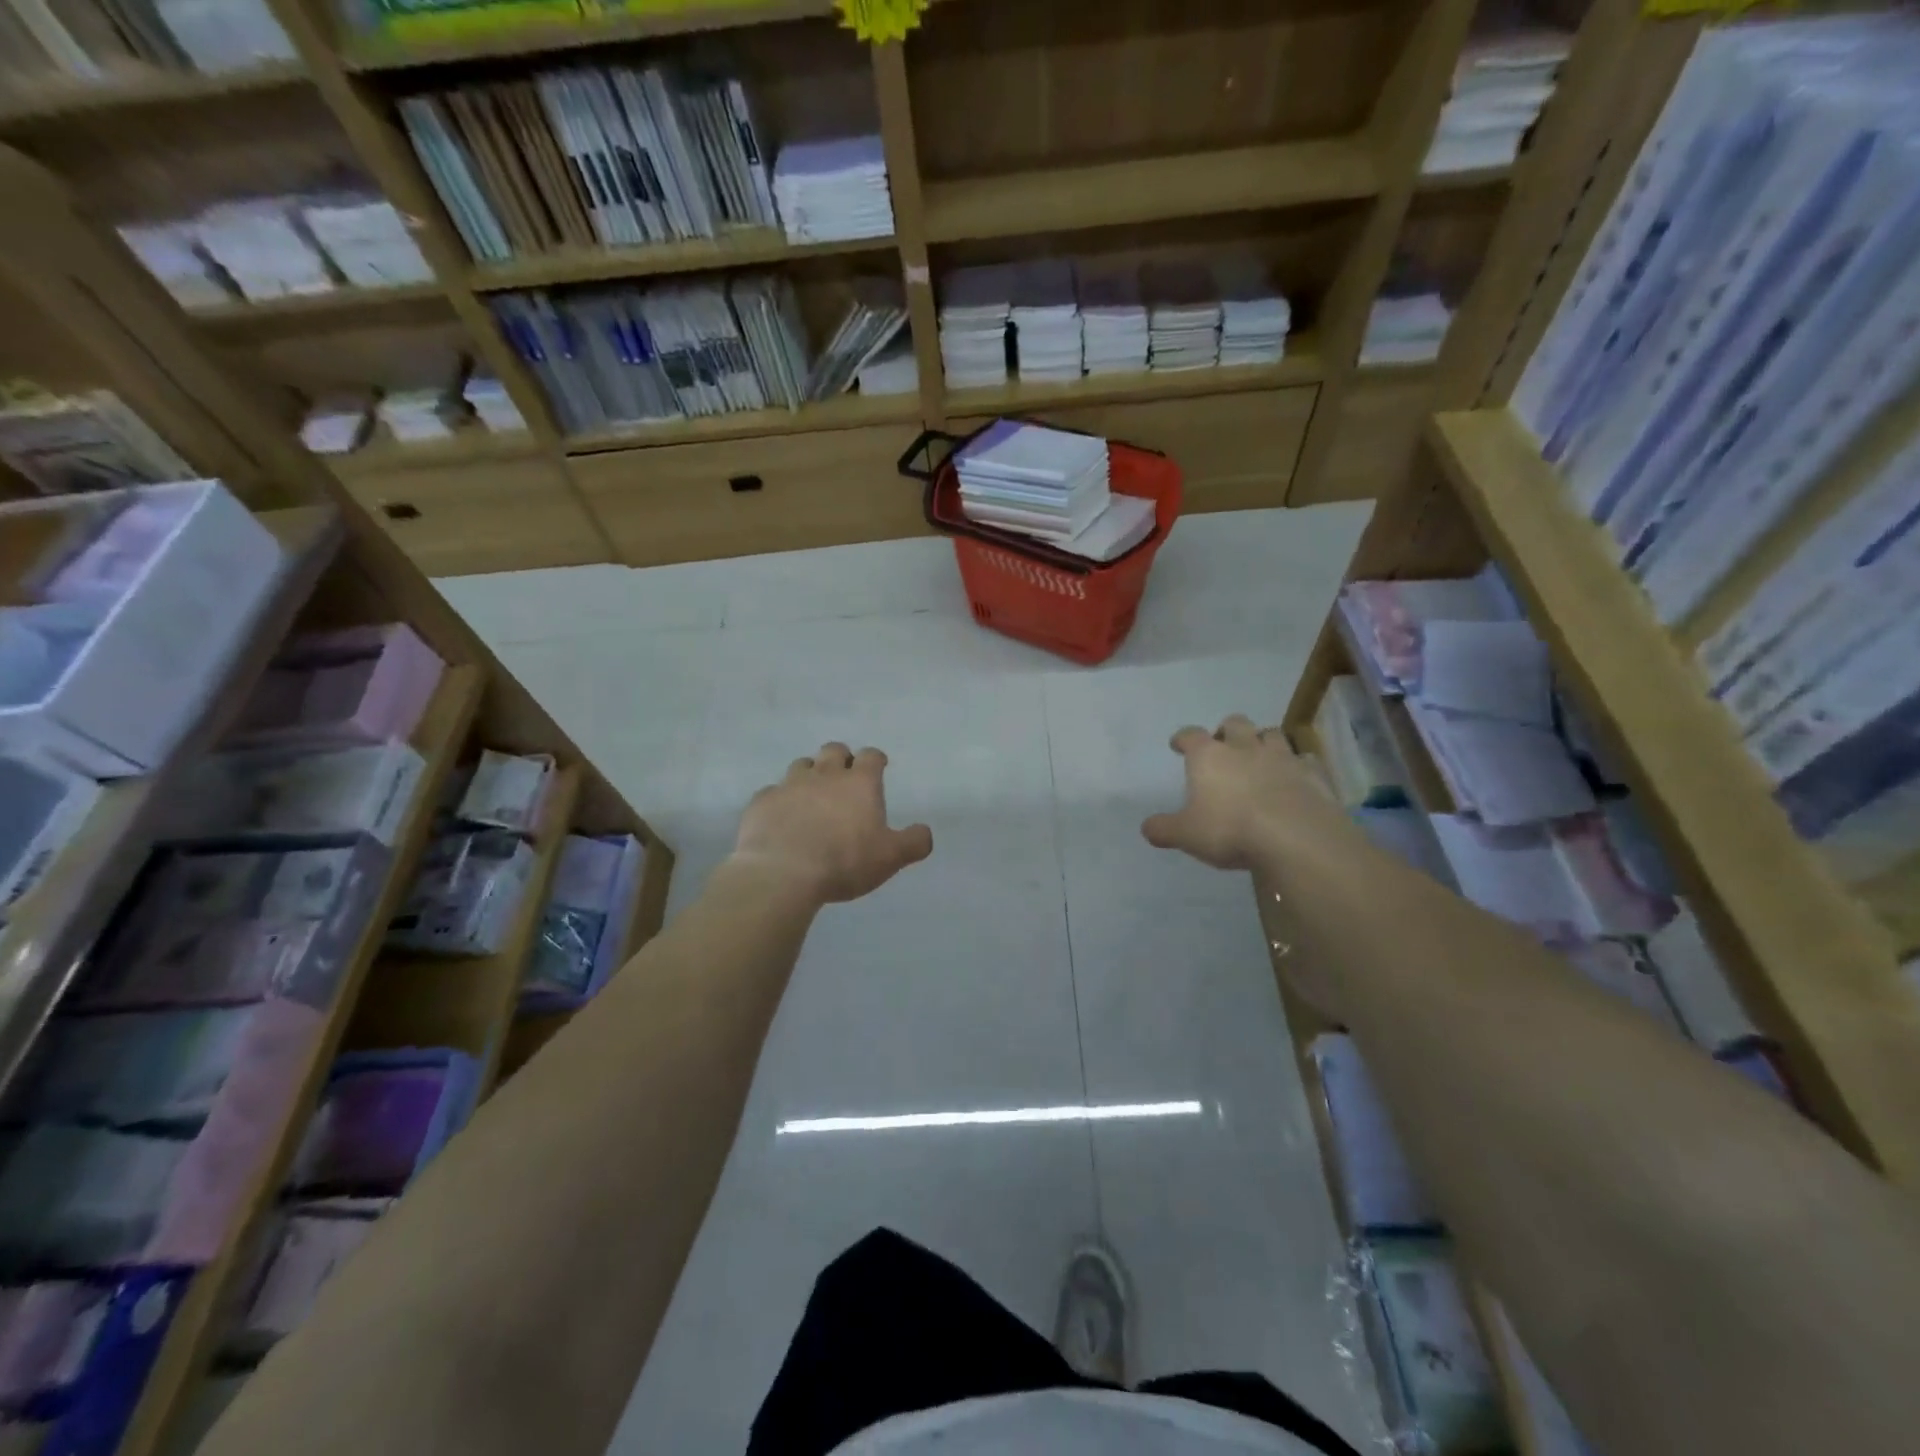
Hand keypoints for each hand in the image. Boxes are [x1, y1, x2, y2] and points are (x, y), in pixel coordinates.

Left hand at [731, 743, 933, 905]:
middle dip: (841, 758)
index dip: (876, 759)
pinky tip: (780, 817)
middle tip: (844, 774)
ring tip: (812, 794)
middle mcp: (825, 775)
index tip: (879, 765)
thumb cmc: (844, 861)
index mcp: (859, 783)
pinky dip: (780, 800)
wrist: (783, 872)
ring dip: (809, 774)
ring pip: (801, 765)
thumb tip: (925, 832)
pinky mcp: (762, 801)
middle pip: (833, 750)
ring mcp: (789, 785)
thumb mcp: (890, 857)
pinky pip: (772, 792)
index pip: (871, 756)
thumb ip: (913, 842)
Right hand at [1141, 714, 1347, 871]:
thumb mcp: (1186, 835)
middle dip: (1227, 731)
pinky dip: (1296, 765)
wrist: (1295, 837)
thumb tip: (1147, 827)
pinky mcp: (1311, 773)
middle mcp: (1244, 747)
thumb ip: (1164, 829)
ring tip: (1259, 757)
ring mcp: (1281, 757)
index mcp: (1208, 756)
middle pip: (1234, 723)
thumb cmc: (1230, 830)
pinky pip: (1303, 760)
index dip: (1182, 738)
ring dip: (1263, 741)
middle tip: (1224, 746)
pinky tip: (1294, 778)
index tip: (1178, 744)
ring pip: (1271, 734)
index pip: (1190, 735)